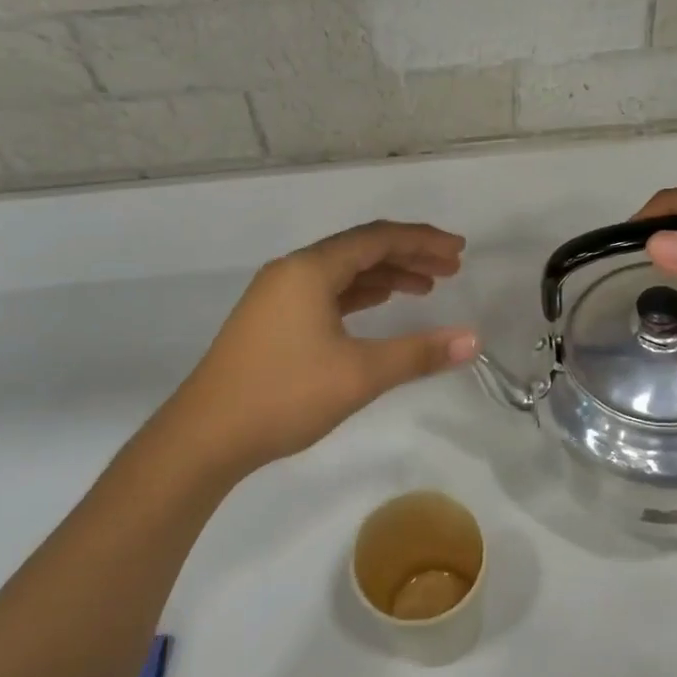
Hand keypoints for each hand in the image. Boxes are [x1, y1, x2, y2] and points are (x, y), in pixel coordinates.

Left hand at [168, 221, 479, 472]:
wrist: (204, 437)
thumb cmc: (283, 395)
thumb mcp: (359, 374)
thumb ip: (418, 353)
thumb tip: (472, 340)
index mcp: (310, 269)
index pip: (377, 239)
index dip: (423, 241)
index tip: (459, 252)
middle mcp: (292, 271)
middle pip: (360, 249)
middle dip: (409, 256)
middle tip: (451, 270)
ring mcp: (277, 295)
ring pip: (342, 272)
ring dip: (385, 275)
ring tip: (425, 289)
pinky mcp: (271, 319)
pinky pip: (326, 292)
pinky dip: (359, 294)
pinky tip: (379, 305)